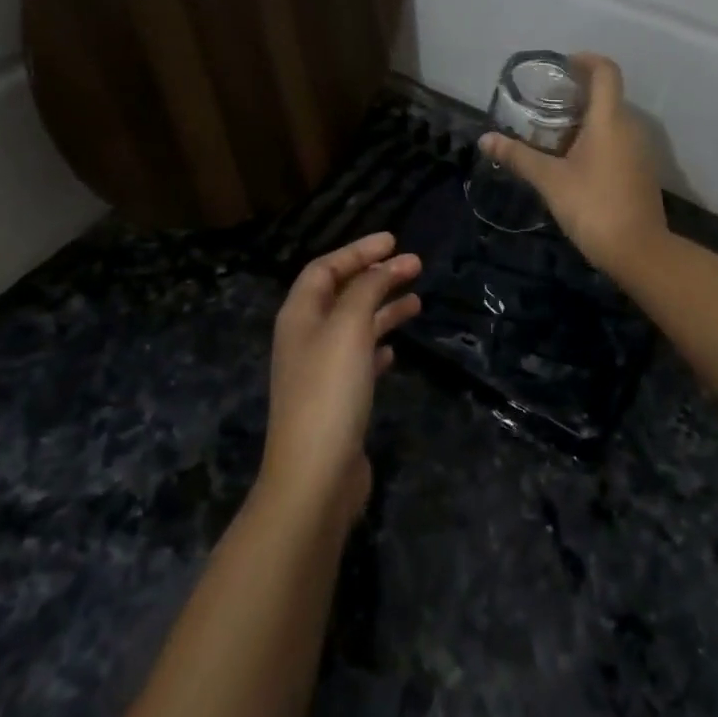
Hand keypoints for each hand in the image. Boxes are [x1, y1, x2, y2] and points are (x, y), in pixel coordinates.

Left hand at [259, 232, 420, 526]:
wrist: (315, 476)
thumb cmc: (329, 391)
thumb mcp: (349, 327)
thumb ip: (366, 290)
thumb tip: (382, 267)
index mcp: (300, 315)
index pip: (325, 268)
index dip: (358, 250)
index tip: (393, 240)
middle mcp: (306, 337)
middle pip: (342, 293)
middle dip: (376, 276)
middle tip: (415, 265)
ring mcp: (320, 371)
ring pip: (354, 325)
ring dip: (383, 308)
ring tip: (417, 301)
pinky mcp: (336, 400)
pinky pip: (359, 359)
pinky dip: (379, 345)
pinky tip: (396, 350)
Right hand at [479, 53, 667, 278]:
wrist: (639, 251)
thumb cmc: (593, 206)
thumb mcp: (550, 180)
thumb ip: (519, 156)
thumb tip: (486, 140)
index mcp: (610, 120)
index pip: (606, 71)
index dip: (586, 60)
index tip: (563, 66)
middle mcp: (630, 127)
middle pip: (607, 95)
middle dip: (578, 94)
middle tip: (545, 104)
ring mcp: (640, 150)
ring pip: (613, 121)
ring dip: (586, 119)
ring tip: (553, 133)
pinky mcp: (641, 171)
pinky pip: (619, 141)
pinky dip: (597, 140)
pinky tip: (573, 161)